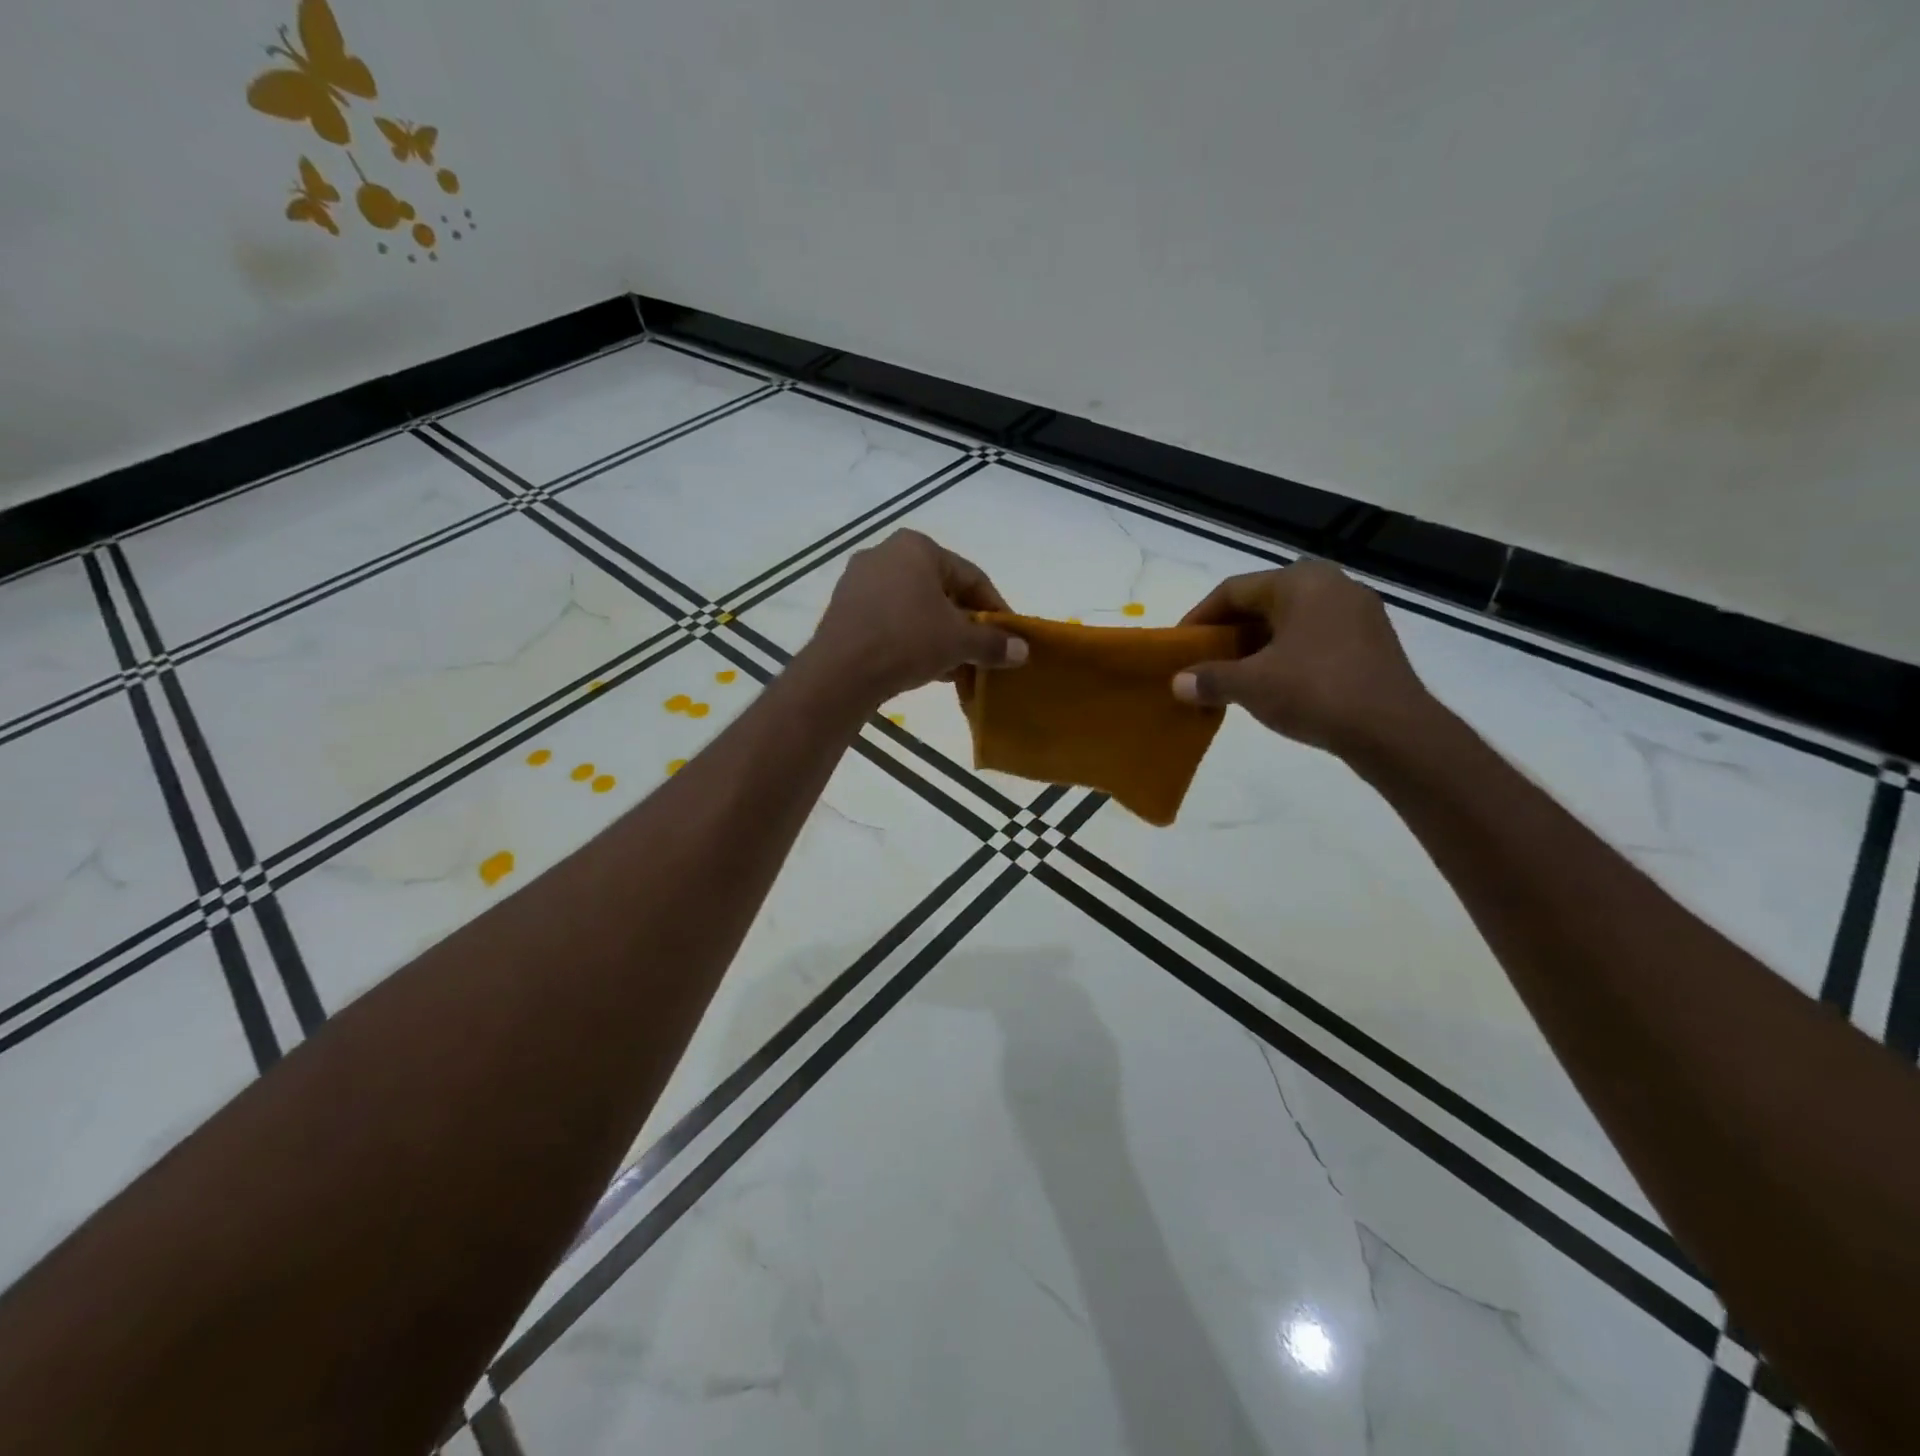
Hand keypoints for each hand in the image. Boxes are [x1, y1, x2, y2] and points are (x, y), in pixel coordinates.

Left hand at [805, 530, 1026, 705]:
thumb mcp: (959, 642)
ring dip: (939, 635)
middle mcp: (884, 554)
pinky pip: (889, 621)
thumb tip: (1022, 651)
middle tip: (982, 652)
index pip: (971, 576)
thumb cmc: (907, 641)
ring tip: (956, 666)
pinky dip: (911, 639)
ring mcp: (859, 581)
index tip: (1009, 637)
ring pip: (914, 608)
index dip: (995, 609)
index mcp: (916, 547)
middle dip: (964, 623)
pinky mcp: (843, 610)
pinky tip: (924, 668)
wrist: (841, 673)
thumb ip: (993, 643)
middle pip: (941, 590)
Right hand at [1170, 561, 1433, 756]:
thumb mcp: (1251, 685)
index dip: (1199, 618)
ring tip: (1233, 677)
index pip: (1233, 590)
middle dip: (1228, 634)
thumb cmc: (1315, 691)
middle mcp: (1332, 584)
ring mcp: (1358, 612)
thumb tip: (1178, 683)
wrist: (1393, 731)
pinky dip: (1286, 656)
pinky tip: (1273, 685)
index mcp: (1300, 581)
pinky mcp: (1372, 641)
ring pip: (1289, 622)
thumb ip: (1210, 679)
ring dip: (1256, 647)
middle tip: (1203, 662)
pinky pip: (1314, 638)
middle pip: (1262, 604)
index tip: (1179, 646)